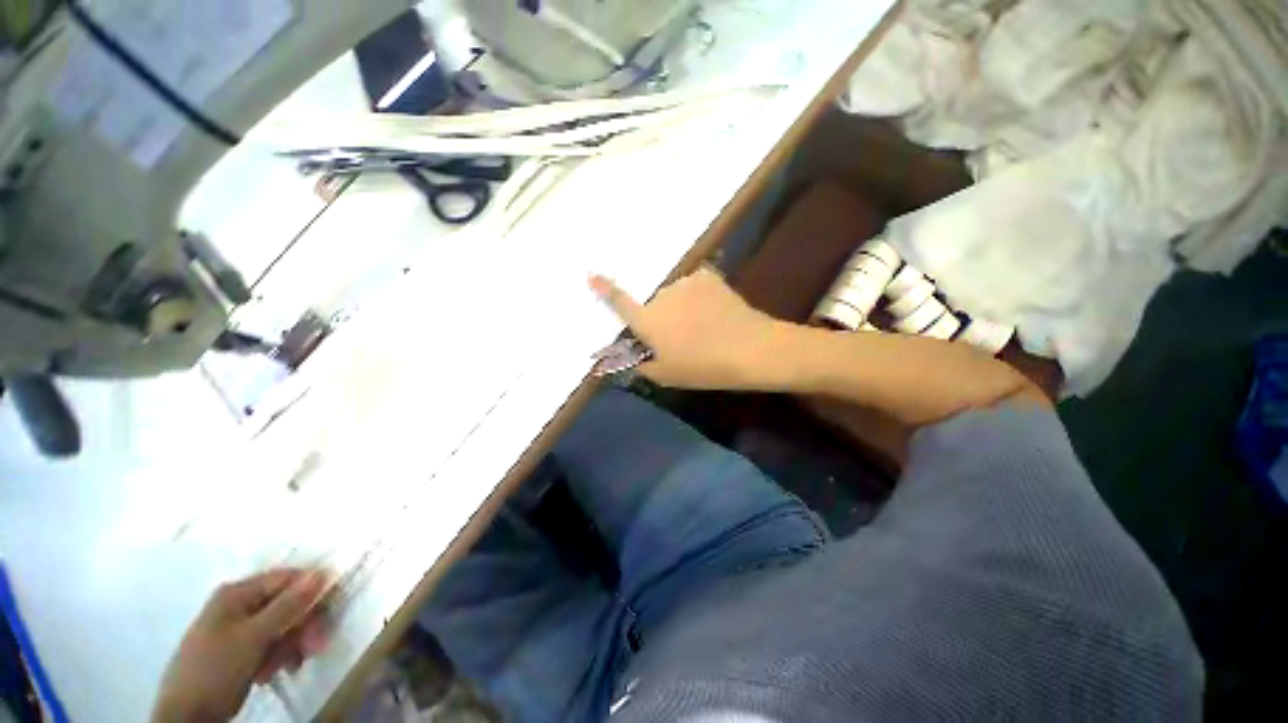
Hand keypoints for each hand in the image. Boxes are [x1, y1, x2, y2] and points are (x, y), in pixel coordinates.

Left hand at [152, 568, 333, 722]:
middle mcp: (239, 604)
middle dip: (302, 626)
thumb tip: (322, 572)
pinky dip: (279, 656)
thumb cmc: (216, 667)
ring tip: (289, 665)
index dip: (312, 592)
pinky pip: (271, 644)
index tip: (329, 613)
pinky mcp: (240, 650)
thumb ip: (288, 605)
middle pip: (287, 604)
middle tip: (314, 647)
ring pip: (282, 627)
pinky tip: (275, 672)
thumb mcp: (254, 637)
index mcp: (237, 593)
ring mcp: (237, 628)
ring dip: (292, 645)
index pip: (287, 579)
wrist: (186, 714)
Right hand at [589, 268, 782, 390]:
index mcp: (648, 321)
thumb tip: (633, 360)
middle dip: (662, 319)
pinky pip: (694, 287)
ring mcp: (685, 283)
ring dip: (681, 308)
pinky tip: (714, 313)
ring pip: (675, 296)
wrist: (750, 348)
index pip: (620, 303)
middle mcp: (661, 296)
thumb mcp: (668, 376)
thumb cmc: (704, 367)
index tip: (591, 274)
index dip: (605, 289)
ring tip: (703, 327)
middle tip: (683, 339)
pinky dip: (698, 298)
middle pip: (654, 306)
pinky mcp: (707, 276)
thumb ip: (643, 366)